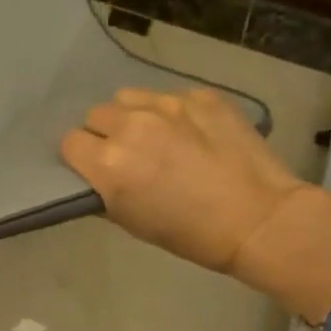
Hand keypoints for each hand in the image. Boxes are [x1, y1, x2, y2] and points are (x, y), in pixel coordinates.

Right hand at [61, 87, 330, 322]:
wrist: (260, 219)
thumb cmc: (191, 234)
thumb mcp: (132, 222)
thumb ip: (104, 191)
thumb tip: (96, 175)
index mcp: (109, 162)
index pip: (70, 142)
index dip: (81, 156)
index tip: (95, 168)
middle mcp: (132, 125)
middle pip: (97, 115)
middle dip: (106, 133)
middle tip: (129, 154)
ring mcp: (168, 105)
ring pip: (129, 97)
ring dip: (133, 115)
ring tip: (157, 135)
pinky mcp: (200, 96)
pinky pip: (169, 97)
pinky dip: (172, 113)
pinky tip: (193, 134)